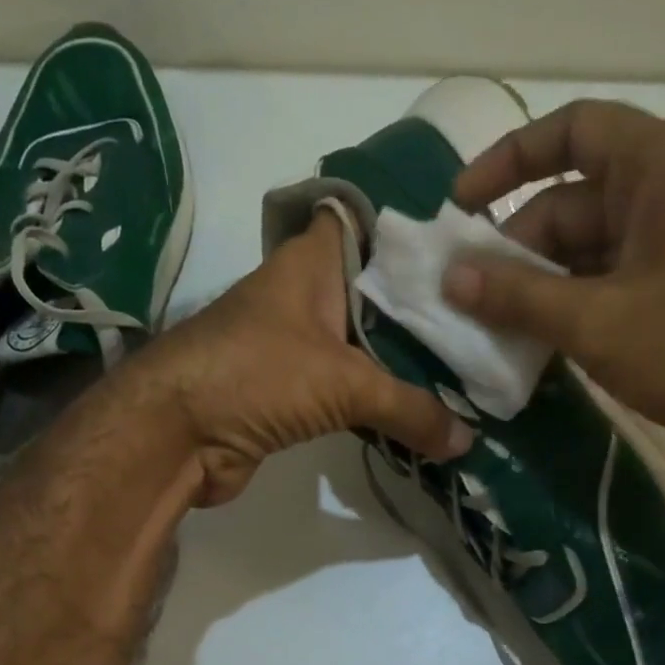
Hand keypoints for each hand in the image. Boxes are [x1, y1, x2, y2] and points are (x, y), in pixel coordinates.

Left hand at [122, 211, 472, 504]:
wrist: (173, 436)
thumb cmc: (253, 375)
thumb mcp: (342, 383)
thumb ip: (409, 408)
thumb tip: (466, 441)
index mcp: (313, 263)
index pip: (372, 224)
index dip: (417, 229)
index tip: (472, 245)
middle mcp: (307, 296)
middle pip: (379, 292)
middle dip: (429, 308)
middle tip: (491, 320)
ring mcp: (299, 346)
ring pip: (368, 344)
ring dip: (409, 361)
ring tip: (473, 367)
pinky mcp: (294, 394)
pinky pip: (352, 390)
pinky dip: (384, 400)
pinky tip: (428, 410)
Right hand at [445, 100, 664, 471]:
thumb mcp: (597, 320)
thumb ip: (518, 296)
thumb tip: (449, 277)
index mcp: (661, 167)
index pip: (573, 130)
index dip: (508, 159)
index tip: (459, 205)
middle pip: (568, 204)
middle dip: (513, 251)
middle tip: (464, 299)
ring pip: (581, 252)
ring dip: (534, 288)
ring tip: (484, 329)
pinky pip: (602, 286)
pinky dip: (565, 310)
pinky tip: (526, 345)